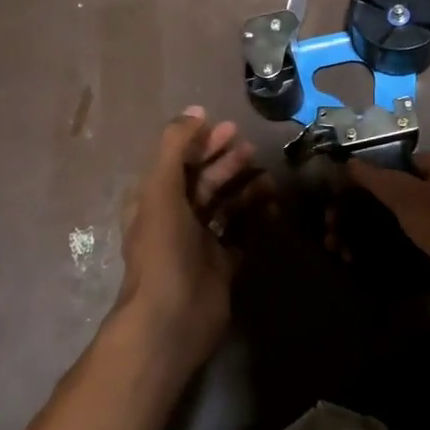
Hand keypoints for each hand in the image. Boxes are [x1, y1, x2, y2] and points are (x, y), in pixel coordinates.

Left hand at [115, 108, 258, 371]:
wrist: (171, 318)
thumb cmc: (163, 249)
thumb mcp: (161, 189)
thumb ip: (175, 147)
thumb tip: (196, 111)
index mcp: (155, 200)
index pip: (179, 161)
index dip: (202, 142)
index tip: (230, 127)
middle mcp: (176, 218)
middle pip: (204, 181)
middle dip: (227, 163)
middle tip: (252, 150)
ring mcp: (200, 243)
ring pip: (226, 206)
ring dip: (246, 189)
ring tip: (270, 179)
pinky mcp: (222, 265)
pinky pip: (243, 233)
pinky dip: (257, 219)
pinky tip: (275, 207)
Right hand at [347, 153, 429, 313]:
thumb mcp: (407, 196)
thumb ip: (376, 177)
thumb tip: (348, 162)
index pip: (392, 161)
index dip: (361, 175)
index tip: (336, 194)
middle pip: (388, 192)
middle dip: (356, 208)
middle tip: (330, 225)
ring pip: (392, 218)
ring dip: (362, 229)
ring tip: (336, 247)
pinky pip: (401, 239)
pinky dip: (379, 245)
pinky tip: (355, 258)